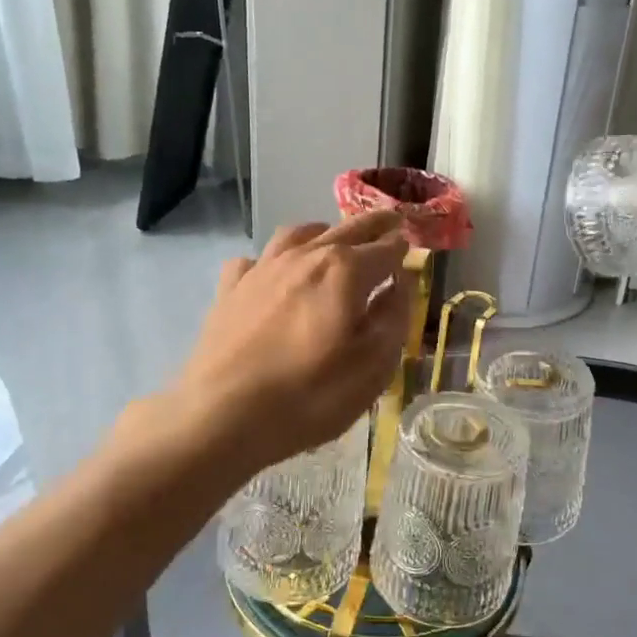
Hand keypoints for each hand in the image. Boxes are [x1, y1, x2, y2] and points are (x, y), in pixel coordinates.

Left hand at [165, 211, 413, 476]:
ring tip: (334, 240)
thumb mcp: (373, 367)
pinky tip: (275, 275)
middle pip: (347, 229)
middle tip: (390, 221)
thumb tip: (403, 281)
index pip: (387, 248)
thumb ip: (394, 317)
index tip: (414, 246)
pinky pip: (256, 259)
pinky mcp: (231, 288)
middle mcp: (306, 256)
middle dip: (374, 225)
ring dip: (325, 232)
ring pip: (299, 233)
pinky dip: (274, 260)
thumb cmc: (310, 395)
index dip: (404, 247)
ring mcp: (263, 268)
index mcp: (346, 271)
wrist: (222, 415)